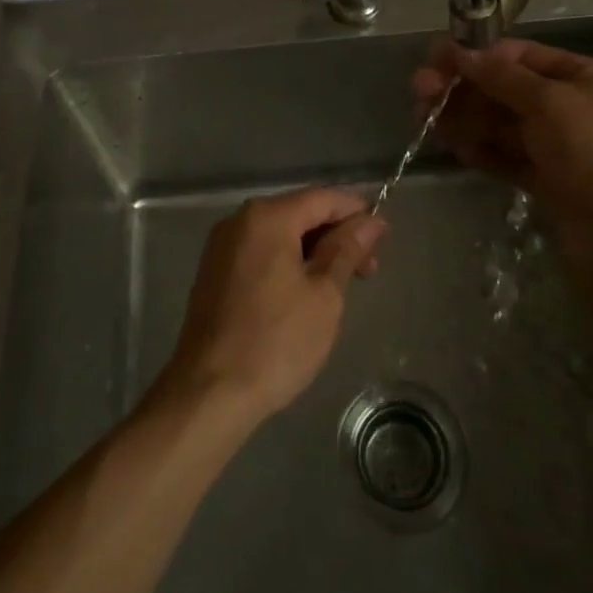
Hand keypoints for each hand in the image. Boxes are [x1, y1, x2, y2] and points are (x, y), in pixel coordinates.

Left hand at [161, 188, 385, 422]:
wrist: (208, 394)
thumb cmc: (276, 341)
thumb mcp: (324, 295)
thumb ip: (347, 250)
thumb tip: (370, 221)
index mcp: (267, 217)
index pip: (323, 198)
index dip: (356, 212)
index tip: (383, 238)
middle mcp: (239, 220)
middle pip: (300, 212)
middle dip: (336, 235)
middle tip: (368, 270)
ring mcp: (222, 246)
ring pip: (280, 234)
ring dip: (313, 252)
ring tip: (341, 286)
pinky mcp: (214, 273)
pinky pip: (260, 253)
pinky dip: (287, 263)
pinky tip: (305, 292)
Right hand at [412, 38, 592, 255]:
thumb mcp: (549, 101)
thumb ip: (501, 76)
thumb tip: (460, 53)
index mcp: (584, 77)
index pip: (522, 57)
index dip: (479, 56)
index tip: (438, 59)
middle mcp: (570, 106)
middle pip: (505, 90)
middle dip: (464, 90)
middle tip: (420, 93)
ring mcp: (558, 145)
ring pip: (501, 125)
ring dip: (464, 120)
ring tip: (426, 122)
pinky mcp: (546, 178)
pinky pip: (506, 156)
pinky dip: (480, 150)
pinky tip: (452, 147)